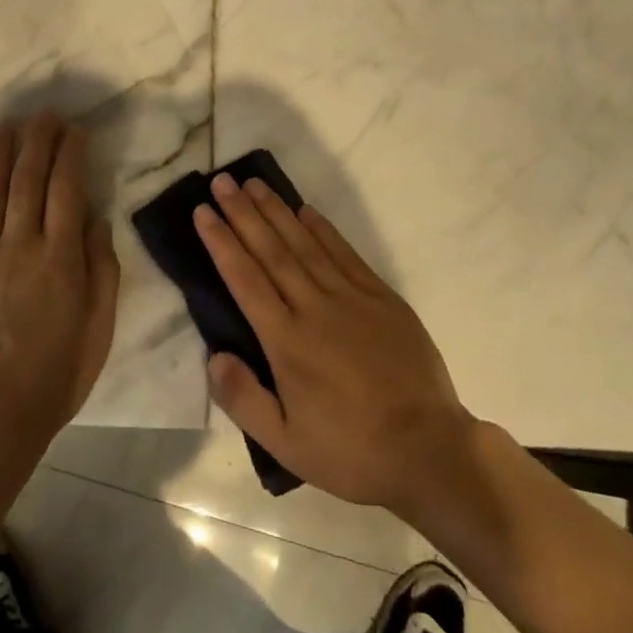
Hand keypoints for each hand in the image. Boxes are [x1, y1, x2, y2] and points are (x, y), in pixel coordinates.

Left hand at [0, 113, 119, 458]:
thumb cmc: (56, 374)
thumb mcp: (99, 326)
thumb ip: (101, 268)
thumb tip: (96, 219)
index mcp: (60, 256)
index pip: (67, 188)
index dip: (70, 153)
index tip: (74, 129)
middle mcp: (20, 244)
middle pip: (27, 180)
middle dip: (36, 141)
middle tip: (42, 113)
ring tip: (3, 126)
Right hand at [196, 174, 470, 515]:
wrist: (430, 451)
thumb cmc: (351, 451)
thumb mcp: (286, 445)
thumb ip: (244, 400)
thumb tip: (213, 355)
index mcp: (287, 341)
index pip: (245, 278)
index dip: (221, 241)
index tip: (202, 211)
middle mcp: (314, 307)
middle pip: (271, 250)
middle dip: (242, 212)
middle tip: (221, 180)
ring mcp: (350, 297)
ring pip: (304, 243)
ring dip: (276, 210)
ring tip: (253, 183)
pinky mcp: (380, 297)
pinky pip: (344, 252)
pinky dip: (322, 228)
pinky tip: (305, 210)